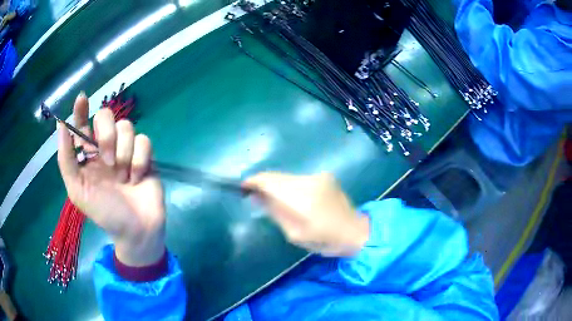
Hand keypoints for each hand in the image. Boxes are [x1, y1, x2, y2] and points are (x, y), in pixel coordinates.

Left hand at [57, 93, 165, 266]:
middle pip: (106, 116)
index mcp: (88, 155)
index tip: (82, 99)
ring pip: (126, 127)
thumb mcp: (78, 191)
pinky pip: (144, 141)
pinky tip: (137, 178)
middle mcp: (106, 147)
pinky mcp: (145, 155)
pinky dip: (140, 160)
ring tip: (124, 176)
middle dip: (106, 135)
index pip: (82, 124)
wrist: (136, 230)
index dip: (81, 109)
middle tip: (107, 161)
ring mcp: (126, 150)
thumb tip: (62, 127)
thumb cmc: (105, 213)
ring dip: (124, 153)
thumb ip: (66, 160)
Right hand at [243, 173, 369, 256]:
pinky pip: (299, 178)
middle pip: (276, 176)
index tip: (242, 189)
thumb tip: (255, 196)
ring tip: (274, 200)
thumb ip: (274, 211)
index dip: (252, 182)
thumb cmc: (324, 239)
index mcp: (300, 197)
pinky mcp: (325, 176)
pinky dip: (290, 185)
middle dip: (263, 184)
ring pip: (287, 176)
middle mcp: (308, 180)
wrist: (354, 231)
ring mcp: (318, 176)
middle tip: (255, 197)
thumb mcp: (293, 233)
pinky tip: (293, 198)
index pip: (268, 181)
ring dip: (277, 185)